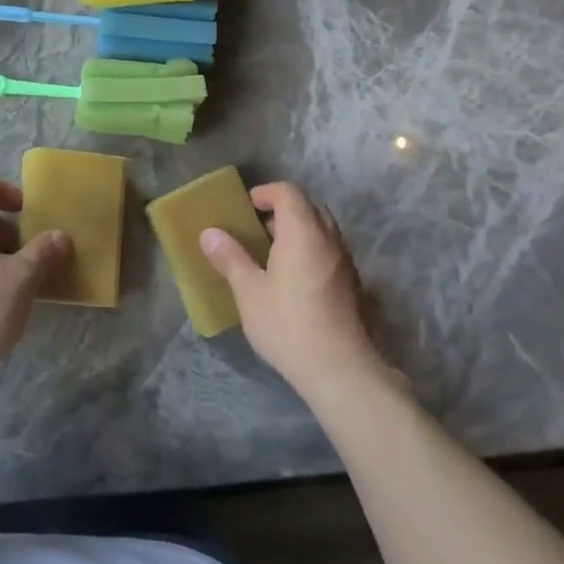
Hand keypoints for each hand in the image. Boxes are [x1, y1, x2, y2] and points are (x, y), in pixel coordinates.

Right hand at [201, 183, 381, 396]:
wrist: (341, 370)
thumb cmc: (288, 325)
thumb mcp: (249, 292)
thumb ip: (230, 258)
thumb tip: (209, 233)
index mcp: (303, 232)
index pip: (288, 192)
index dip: (265, 193)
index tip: (246, 207)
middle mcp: (329, 239)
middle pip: (308, 208)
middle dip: (281, 211)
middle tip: (256, 230)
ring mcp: (345, 262)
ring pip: (321, 231)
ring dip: (297, 232)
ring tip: (270, 255)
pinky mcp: (353, 284)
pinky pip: (329, 252)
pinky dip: (309, 251)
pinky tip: (292, 280)